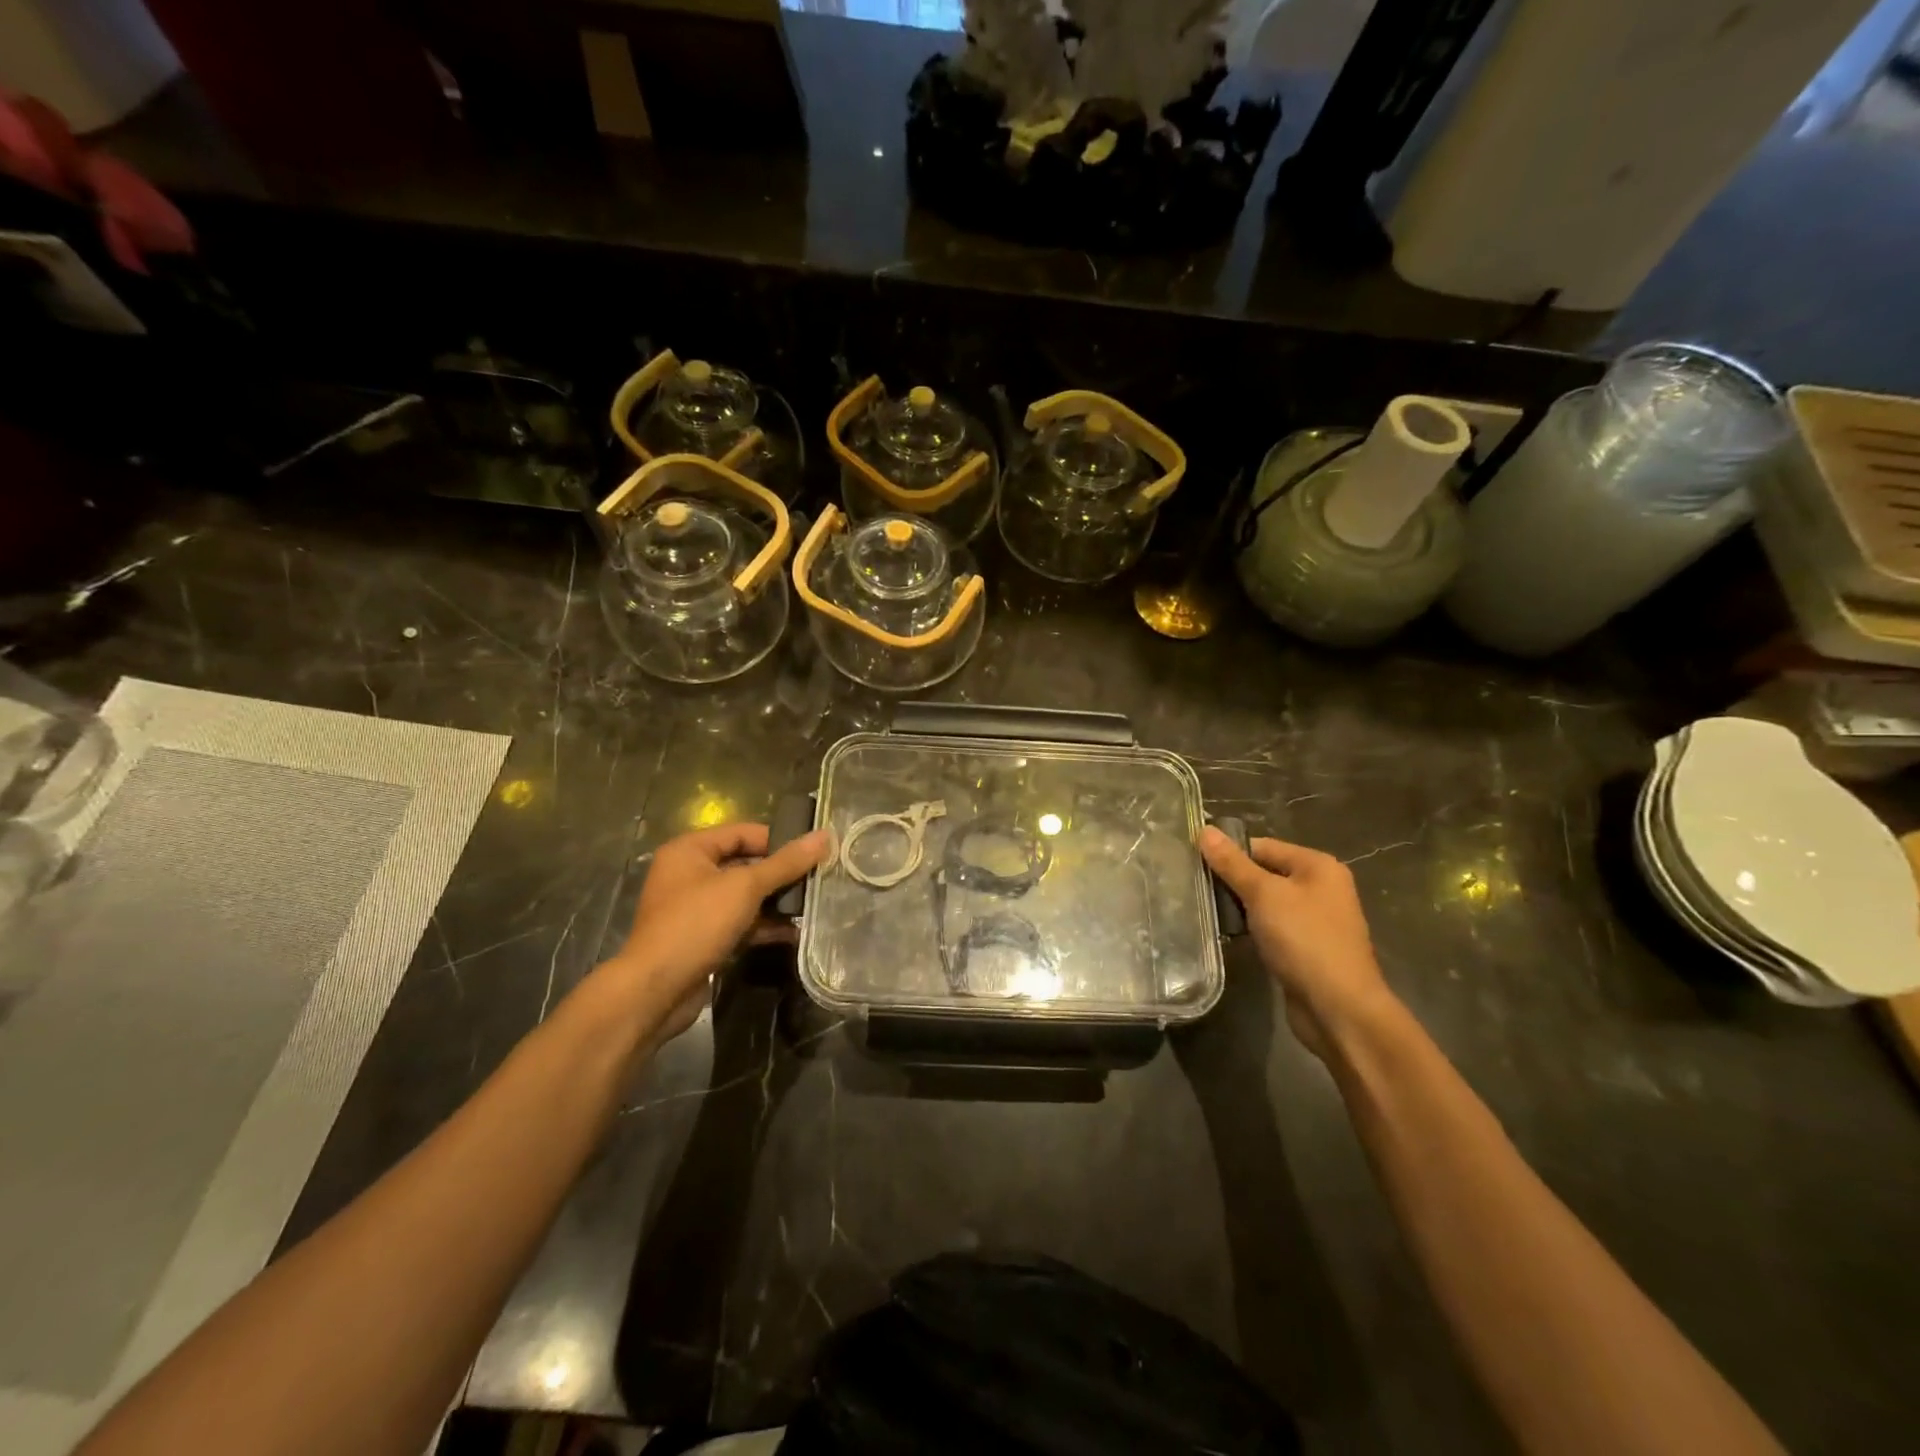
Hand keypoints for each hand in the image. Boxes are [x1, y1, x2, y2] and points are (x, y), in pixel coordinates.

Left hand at [598, 822, 829, 1045]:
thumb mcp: (745, 887)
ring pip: (744, 897)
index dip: (778, 840)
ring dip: (776, 902)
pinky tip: (795, 933)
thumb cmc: (696, 924)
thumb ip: (785, 863)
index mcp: (689, 851)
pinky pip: (739, 923)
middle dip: (780, 874)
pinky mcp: (702, 939)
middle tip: (817, 879)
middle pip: (745, 864)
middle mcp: (689, 874)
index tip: (811, 853)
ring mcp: (694, 909)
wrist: (655, 991)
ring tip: (812, 906)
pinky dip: (764, 926)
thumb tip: (824, 836)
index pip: (742, 832)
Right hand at [1198, 828, 1396, 1058]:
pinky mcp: (1306, 949)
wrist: (1338, 1008)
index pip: (1263, 846)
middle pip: (1265, 873)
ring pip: (1266, 903)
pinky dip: (1252, 930)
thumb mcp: (1264, 894)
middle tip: (1194, 887)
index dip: (1229, 853)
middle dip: (1233, 881)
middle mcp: (1321, 888)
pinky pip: (1272, 928)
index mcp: (1318, 866)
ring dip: (1240, 908)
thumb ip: (1233, 863)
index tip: (1194, 862)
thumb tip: (1205, 830)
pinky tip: (1229, 935)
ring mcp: (1315, 920)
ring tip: (1205, 910)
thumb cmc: (1304, 940)